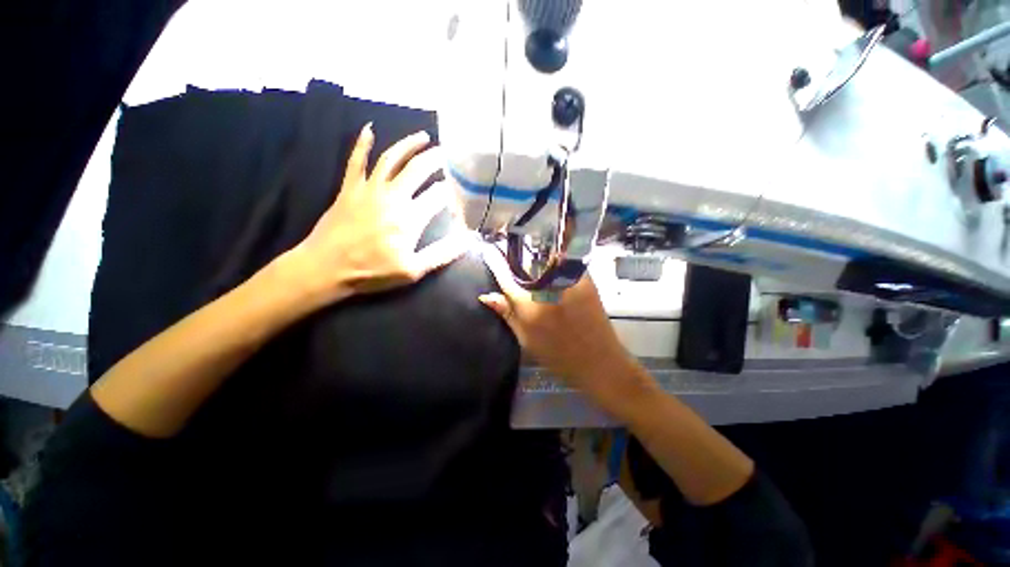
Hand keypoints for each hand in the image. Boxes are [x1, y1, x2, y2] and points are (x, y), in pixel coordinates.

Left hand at [283, 124, 468, 306]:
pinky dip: (362, 144)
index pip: (437, 196)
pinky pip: (356, 161)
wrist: (326, 268)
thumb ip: (441, 254)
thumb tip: (467, 240)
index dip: (450, 191)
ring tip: (423, 137)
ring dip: (408, 145)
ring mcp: (369, 189)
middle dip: (435, 159)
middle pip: (417, 170)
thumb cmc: (372, 272)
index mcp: (410, 219)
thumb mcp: (413, 270)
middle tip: (447, 154)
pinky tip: (369, 129)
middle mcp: (392, 197)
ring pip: (391, 159)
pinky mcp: (349, 188)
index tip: (458, 189)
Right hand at [478, 245, 637, 402]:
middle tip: (512, 261)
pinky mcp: (586, 280)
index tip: (489, 252)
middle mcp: (549, 288)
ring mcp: (570, 281)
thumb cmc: (558, 356)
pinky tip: (550, 271)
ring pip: (546, 260)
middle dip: (518, 259)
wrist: (600, 362)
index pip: (508, 278)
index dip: (497, 263)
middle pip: (528, 263)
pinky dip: (554, 264)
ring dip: (536, 260)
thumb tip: (486, 296)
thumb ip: (506, 314)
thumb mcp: (526, 339)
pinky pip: (564, 264)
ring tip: (530, 265)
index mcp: (530, 306)